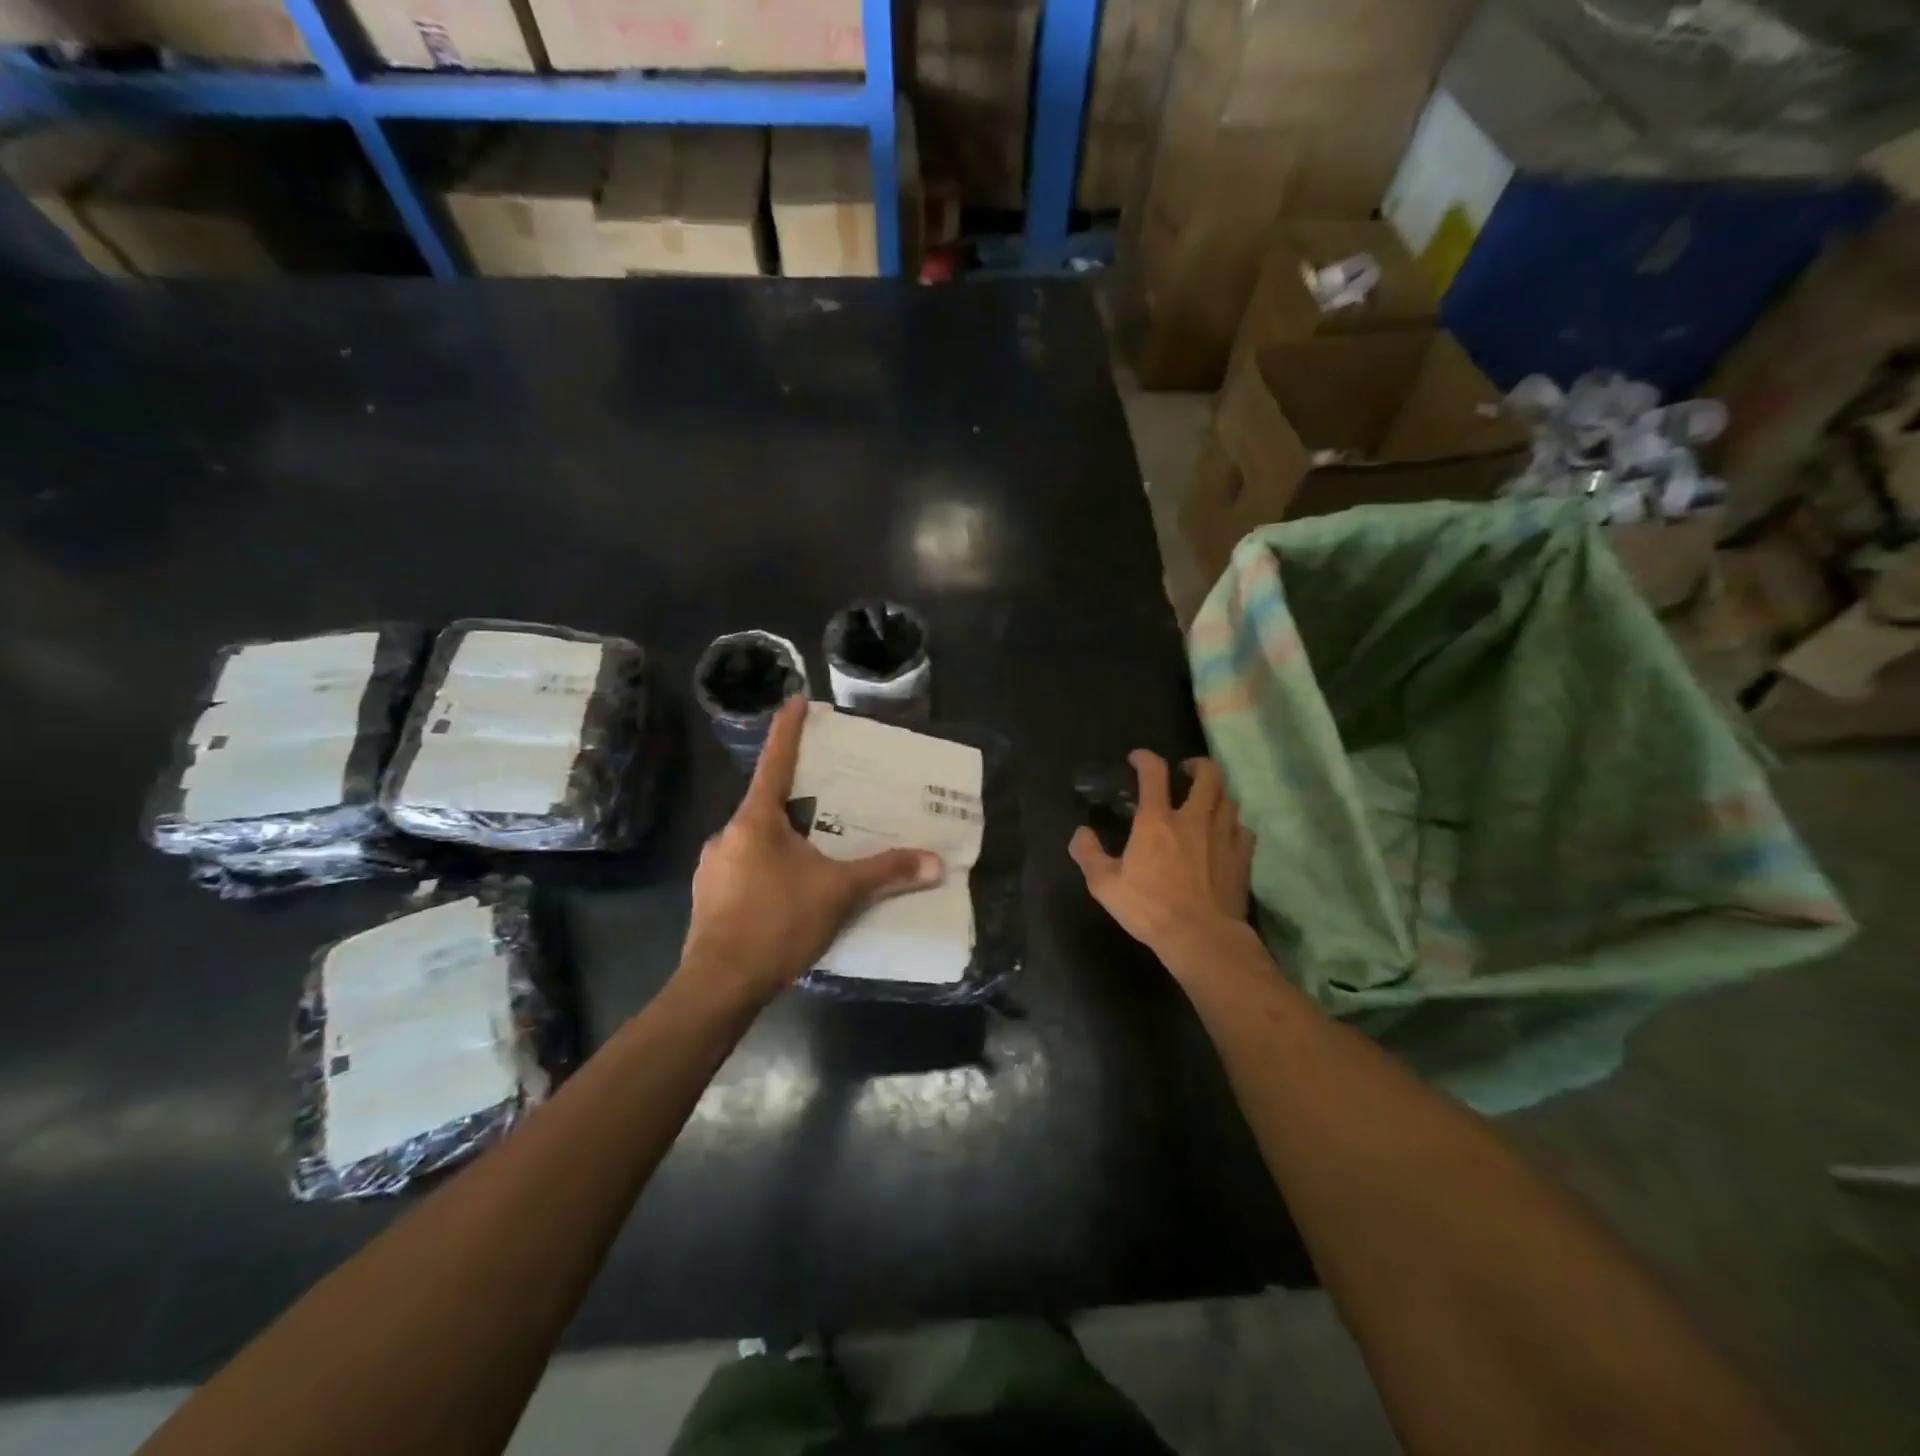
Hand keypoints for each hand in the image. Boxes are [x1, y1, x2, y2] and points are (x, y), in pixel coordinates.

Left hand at [680, 696, 943, 1007]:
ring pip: (754, 842)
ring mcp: (712, 867)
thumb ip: (886, 873)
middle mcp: (728, 834)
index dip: (788, 729)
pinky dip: (767, 872)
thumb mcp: (839, 893)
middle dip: (796, 802)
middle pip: (767, 806)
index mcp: (755, 820)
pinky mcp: (708, 898)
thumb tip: (936, 863)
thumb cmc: (777, 923)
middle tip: (827, 805)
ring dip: (782, 843)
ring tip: (813, 860)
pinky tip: (788, 897)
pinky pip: (744, 871)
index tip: (795, 699)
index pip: (776, 762)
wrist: (718, 985)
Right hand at [1069, 751, 1254, 975]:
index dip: (1145, 758)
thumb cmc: (1150, 908)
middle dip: (1197, 765)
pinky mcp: (1242, 856)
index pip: (1154, 773)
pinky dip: (1233, 825)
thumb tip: (1080, 833)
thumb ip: (1088, 854)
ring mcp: (1223, 835)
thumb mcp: (1105, 886)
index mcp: (1157, 820)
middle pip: (1207, 775)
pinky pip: (1242, 828)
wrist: (1202, 937)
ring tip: (1205, 802)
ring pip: (1227, 799)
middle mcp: (1193, 818)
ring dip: (1215, 794)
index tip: (1137, 759)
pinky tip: (1225, 834)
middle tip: (1186, 771)